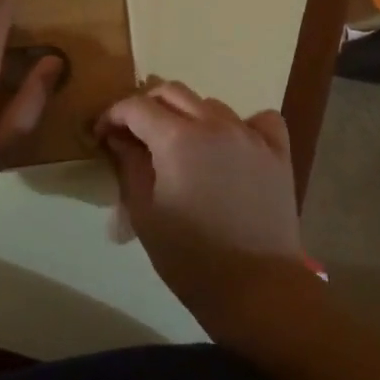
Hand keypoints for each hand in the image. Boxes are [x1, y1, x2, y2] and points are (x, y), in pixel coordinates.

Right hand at [97, 82, 318, 342]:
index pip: (137, 106)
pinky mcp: (277, 152)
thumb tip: (120, 139)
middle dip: (146, 106)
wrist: (256, 287)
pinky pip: (259, 119)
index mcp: (177, 138)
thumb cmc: (190, 257)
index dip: (113, 115)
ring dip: (188, 115)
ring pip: (211, 104)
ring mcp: (250, 135)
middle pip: (173, 92)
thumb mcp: (144, 214)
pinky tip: (232, 144)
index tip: (103, 134)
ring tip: (180, 145)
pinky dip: (241, 124)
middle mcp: (215, 124)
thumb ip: (129, 166)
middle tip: (135, 134)